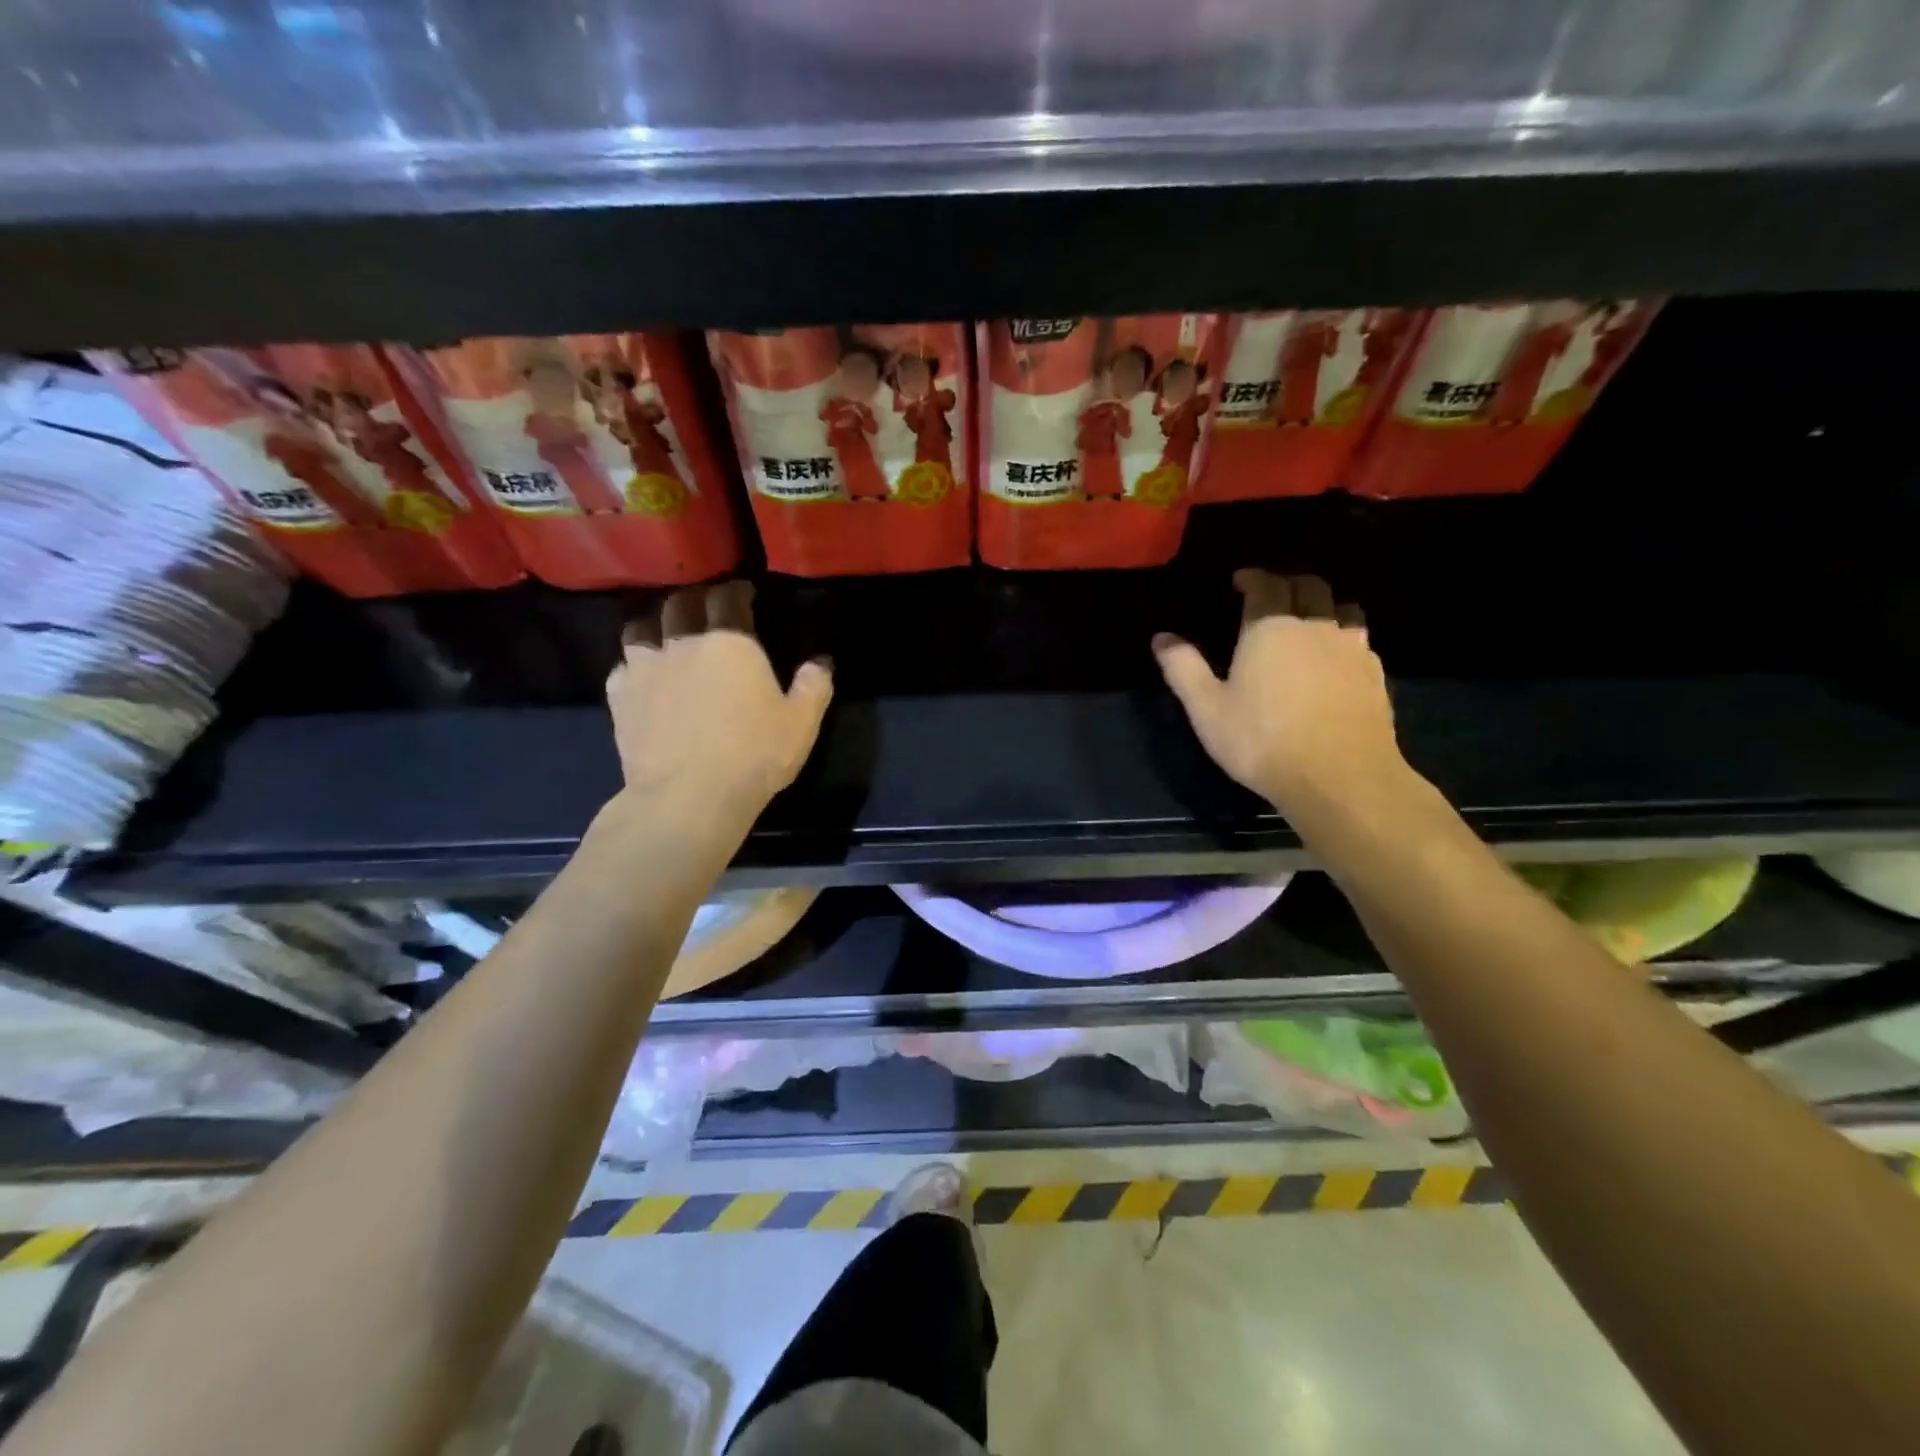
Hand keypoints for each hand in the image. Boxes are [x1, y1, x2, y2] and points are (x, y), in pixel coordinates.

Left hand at [605, 580, 831, 824]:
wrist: (688, 797)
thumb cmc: (754, 756)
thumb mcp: (801, 724)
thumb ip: (814, 686)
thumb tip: (822, 660)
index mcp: (730, 642)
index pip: (729, 597)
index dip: (736, 590)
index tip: (743, 593)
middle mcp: (683, 643)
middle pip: (681, 603)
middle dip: (695, 599)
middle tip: (707, 609)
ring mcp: (644, 668)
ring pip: (641, 627)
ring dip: (656, 625)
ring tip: (666, 635)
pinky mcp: (619, 697)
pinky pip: (621, 667)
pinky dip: (632, 666)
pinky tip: (641, 678)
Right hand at [1153, 570, 1408, 816]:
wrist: (1340, 778)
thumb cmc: (1262, 741)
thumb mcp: (1207, 709)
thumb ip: (1183, 669)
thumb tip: (1161, 638)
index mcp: (1271, 628)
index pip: (1266, 584)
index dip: (1253, 577)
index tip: (1241, 581)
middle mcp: (1315, 627)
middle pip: (1310, 586)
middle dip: (1289, 584)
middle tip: (1272, 595)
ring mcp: (1352, 649)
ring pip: (1344, 609)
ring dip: (1324, 606)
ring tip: (1310, 621)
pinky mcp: (1376, 676)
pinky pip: (1361, 642)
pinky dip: (1345, 638)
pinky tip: (1336, 660)